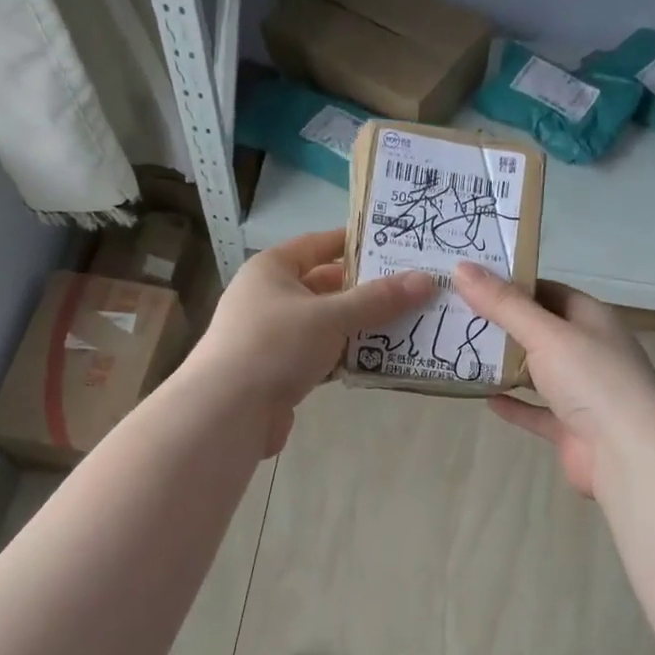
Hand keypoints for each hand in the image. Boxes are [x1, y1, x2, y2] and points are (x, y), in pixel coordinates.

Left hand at [195, 228, 434, 456]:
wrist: (228, 411)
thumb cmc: (275, 345)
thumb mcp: (330, 316)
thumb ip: (378, 300)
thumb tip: (426, 280)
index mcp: (272, 269)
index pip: (319, 244)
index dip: (355, 243)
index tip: (395, 244)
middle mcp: (270, 297)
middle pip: (326, 286)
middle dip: (367, 291)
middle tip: (414, 289)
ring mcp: (274, 336)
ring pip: (327, 324)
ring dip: (362, 327)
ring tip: (409, 324)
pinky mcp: (280, 371)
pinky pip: (322, 356)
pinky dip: (347, 357)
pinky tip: (380, 361)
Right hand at [453, 263, 654, 498]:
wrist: (628, 455)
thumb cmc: (592, 380)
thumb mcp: (546, 334)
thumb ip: (504, 304)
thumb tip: (461, 267)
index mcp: (591, 318)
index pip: (548, 291)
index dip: (512, 284)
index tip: (471, 280)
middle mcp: (589, 350)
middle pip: (540, 330)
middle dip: (501, 324)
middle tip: (454, 315)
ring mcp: (582, 391)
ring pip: (537, 371)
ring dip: (505, 365)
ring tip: (461, 352)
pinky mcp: (571, 427)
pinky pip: (536, 410)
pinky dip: (514, 404)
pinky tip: (486, 398)